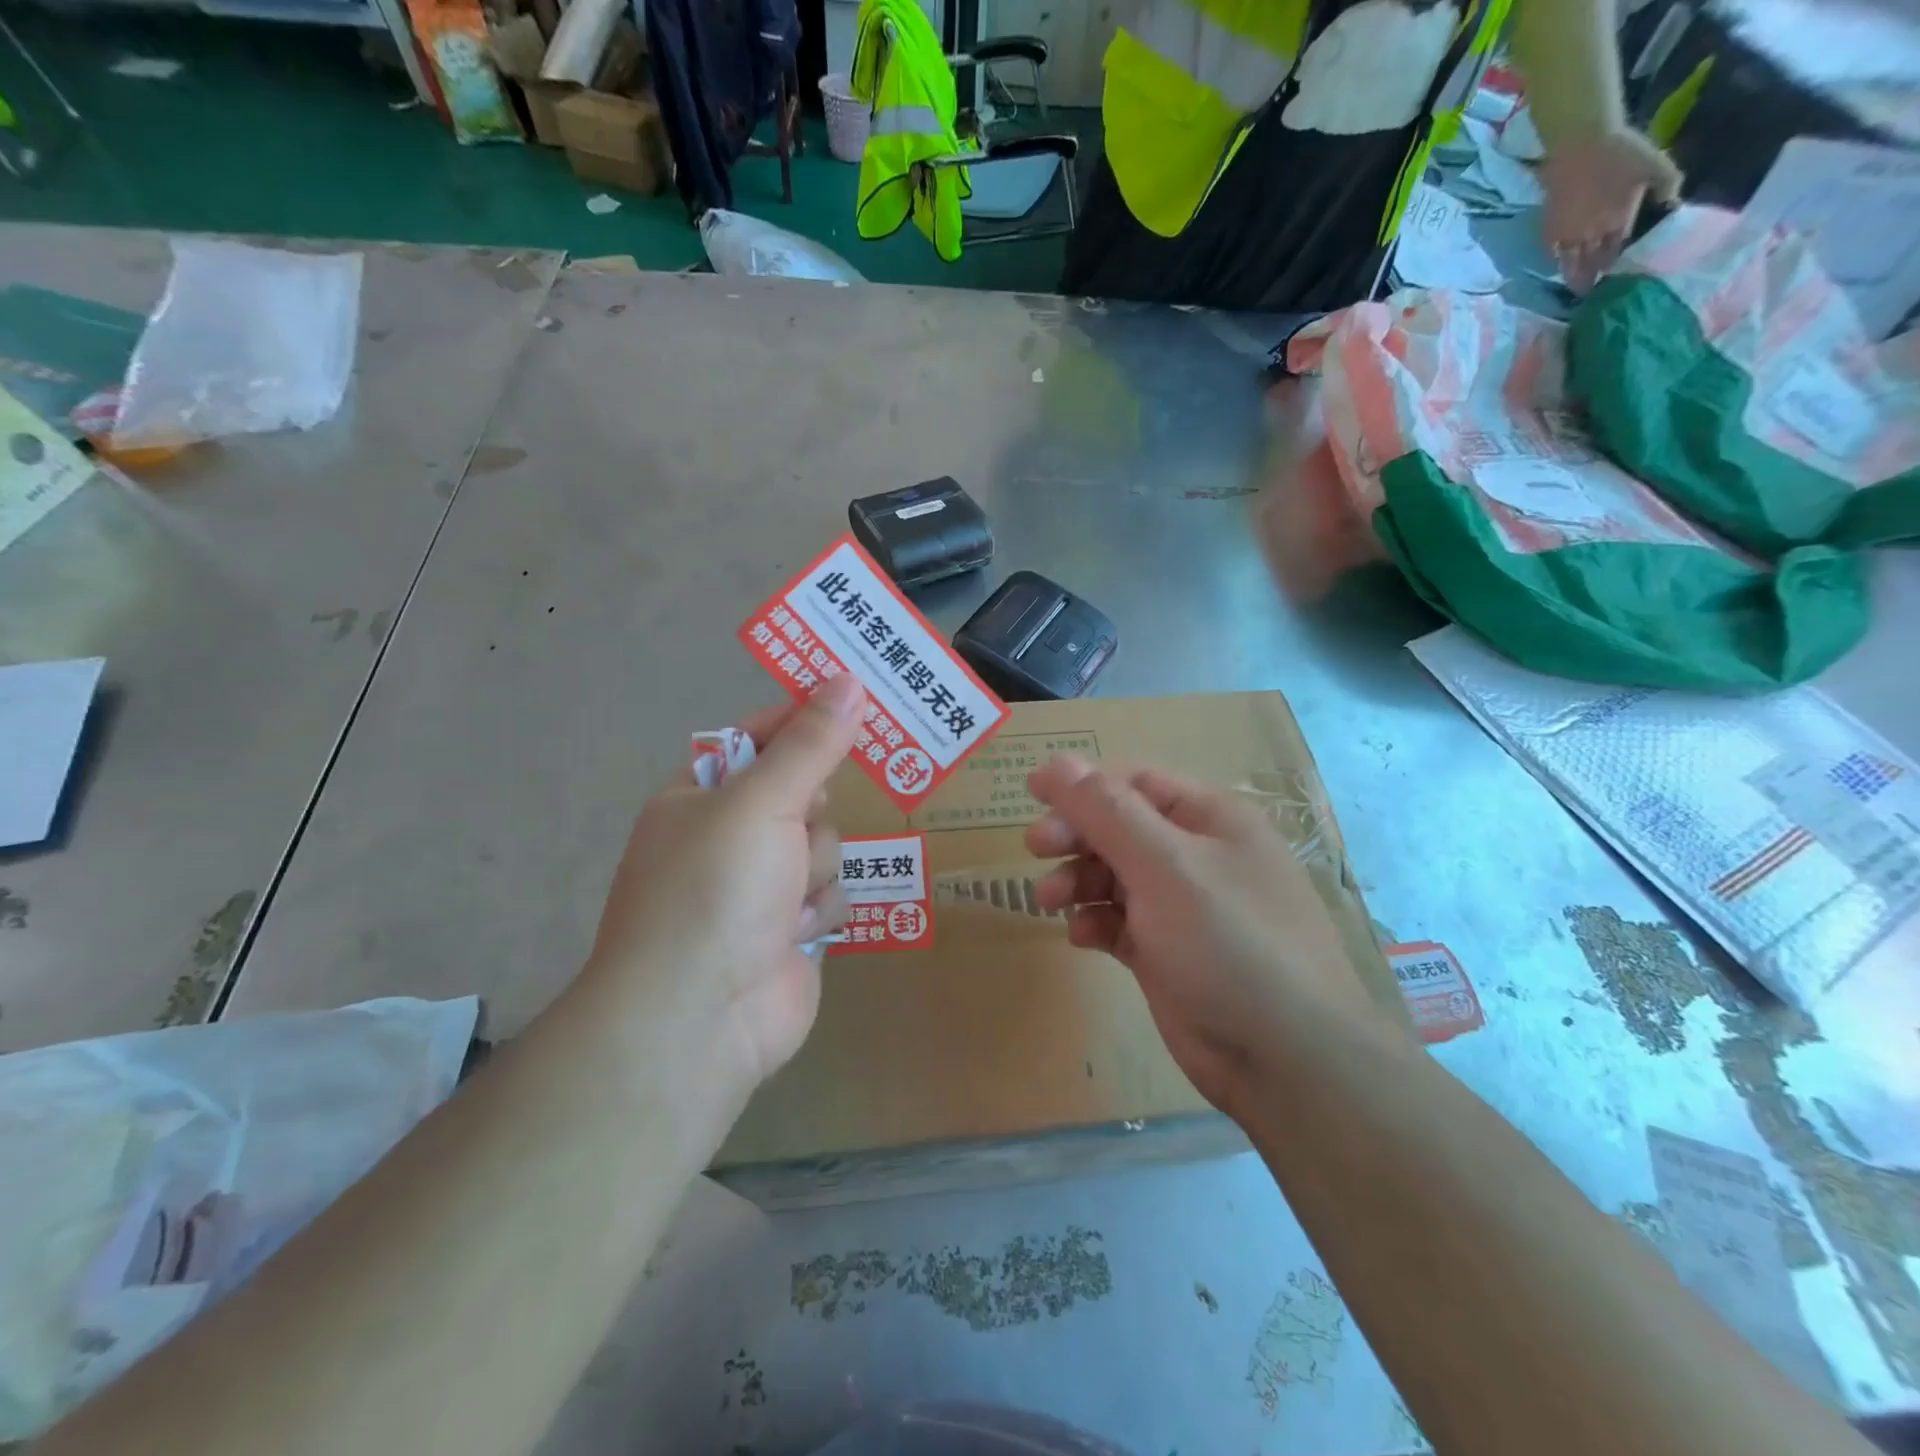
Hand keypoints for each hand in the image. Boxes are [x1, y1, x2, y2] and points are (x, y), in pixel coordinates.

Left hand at [583, 673, 865, 1113]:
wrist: (699, 1017)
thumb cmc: (716, 889)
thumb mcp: (761, 801)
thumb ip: (810, 742)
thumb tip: (847, 680)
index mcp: (702, 796)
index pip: (760, 736)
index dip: (804, 717)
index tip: (855, 695)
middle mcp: (729, 836)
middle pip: (803, 792)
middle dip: (809, 811)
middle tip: (801, 819)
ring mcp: (760, 887)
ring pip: (825, 845)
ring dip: (814, 868)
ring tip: (785, 898)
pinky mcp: (789, 930)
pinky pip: (831, 894)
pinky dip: (818, 911)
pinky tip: (793, 933)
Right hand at [1025, 754, 1403, 1115]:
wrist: (1285, 1059)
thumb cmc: (1228, 942)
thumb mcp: (1165, 865)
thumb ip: (1106, 812)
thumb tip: (1055, 764)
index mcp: (1210, 819)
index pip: (1135, 783)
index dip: (1083, 786)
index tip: (1032, 797)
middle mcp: (1198, 856)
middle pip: (1120, 828)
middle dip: (1077, 835)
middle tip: (1034, 848)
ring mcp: (1184, 907)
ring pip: (1115, 876)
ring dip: (1078, 881)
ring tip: (1049, 901)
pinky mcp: (1168, 952)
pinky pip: (1120, 921)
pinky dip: (1096, 922)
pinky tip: (1082, 936)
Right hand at [1538, 129, 1680, 292]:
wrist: (1583, 144)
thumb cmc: (1622, 151)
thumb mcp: (1655, 164)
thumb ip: (1667, 185)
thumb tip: (1674, 205)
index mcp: (1617, 222)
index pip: (1616, 251)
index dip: (1617, 265)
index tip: (1616, 277)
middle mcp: (1590, 235)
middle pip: (1591, 263)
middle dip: (1593, 278)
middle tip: (1593, 293)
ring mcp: (1567, 235)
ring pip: (1570, 264)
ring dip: (1573, 277)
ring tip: (1576, 288)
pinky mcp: (1548, 230)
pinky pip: (1551, 253)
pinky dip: (1555, 261)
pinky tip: (1558, 264)